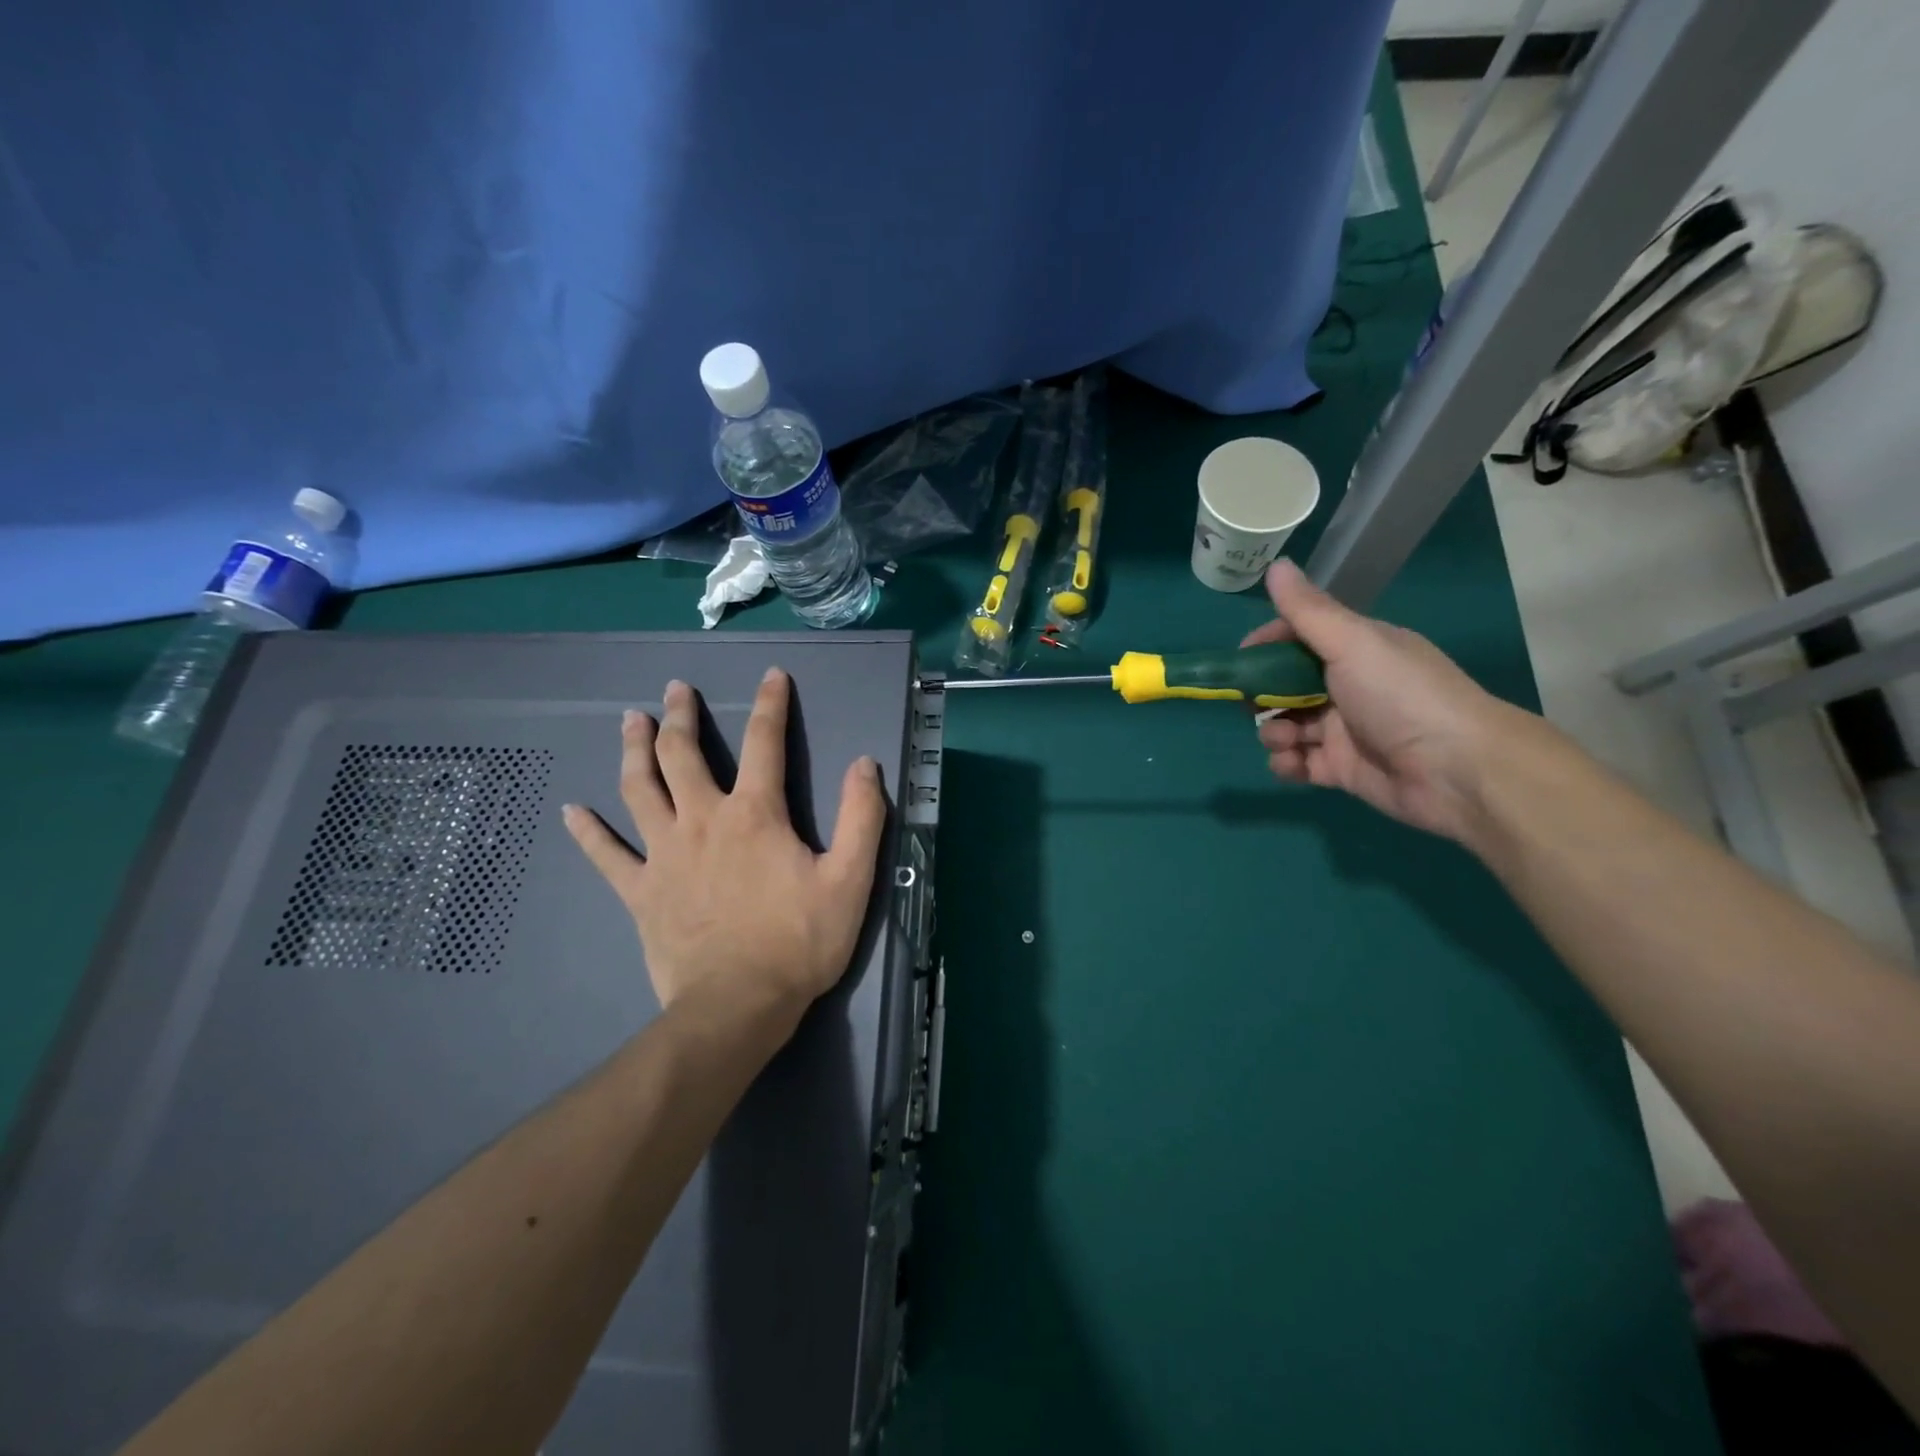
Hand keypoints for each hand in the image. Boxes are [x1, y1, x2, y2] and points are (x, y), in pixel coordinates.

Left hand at [563, 669, 888, 1034]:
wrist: (738, 1005)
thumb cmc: (799, 942)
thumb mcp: (850, 880)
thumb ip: (861, 817)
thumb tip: (864, 763)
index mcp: (755, 814)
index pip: (765, 743)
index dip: (771, 704)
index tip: (772, 676)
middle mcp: (703, 820)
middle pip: (684, 755)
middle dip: (680, 716)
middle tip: (674, 689)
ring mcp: (665, 855)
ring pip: (640, 789)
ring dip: (634, 751)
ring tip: (629, 721)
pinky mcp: (641, 892)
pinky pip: (606, 856)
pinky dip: (588, 832)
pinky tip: (571, 811)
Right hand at [1244, 560, 1526, 841]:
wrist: (1456, 769)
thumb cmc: (1401, 696)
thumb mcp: (1352, 643)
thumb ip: (1308, 610)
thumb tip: (1275, 565)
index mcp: (1357, 650)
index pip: (1300, 639)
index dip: (1268, 646)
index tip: (1242, 660)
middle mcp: (1349, 686)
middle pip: (1287, 686)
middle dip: (1263, 696)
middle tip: (1254, 707)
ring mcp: (1344, 730)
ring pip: (1288, 726)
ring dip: (1273, 733)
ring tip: (1283, 740)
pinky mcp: (1342, 769)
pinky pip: (1299, 763)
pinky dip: (1287, 763)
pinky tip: (1291, 763)